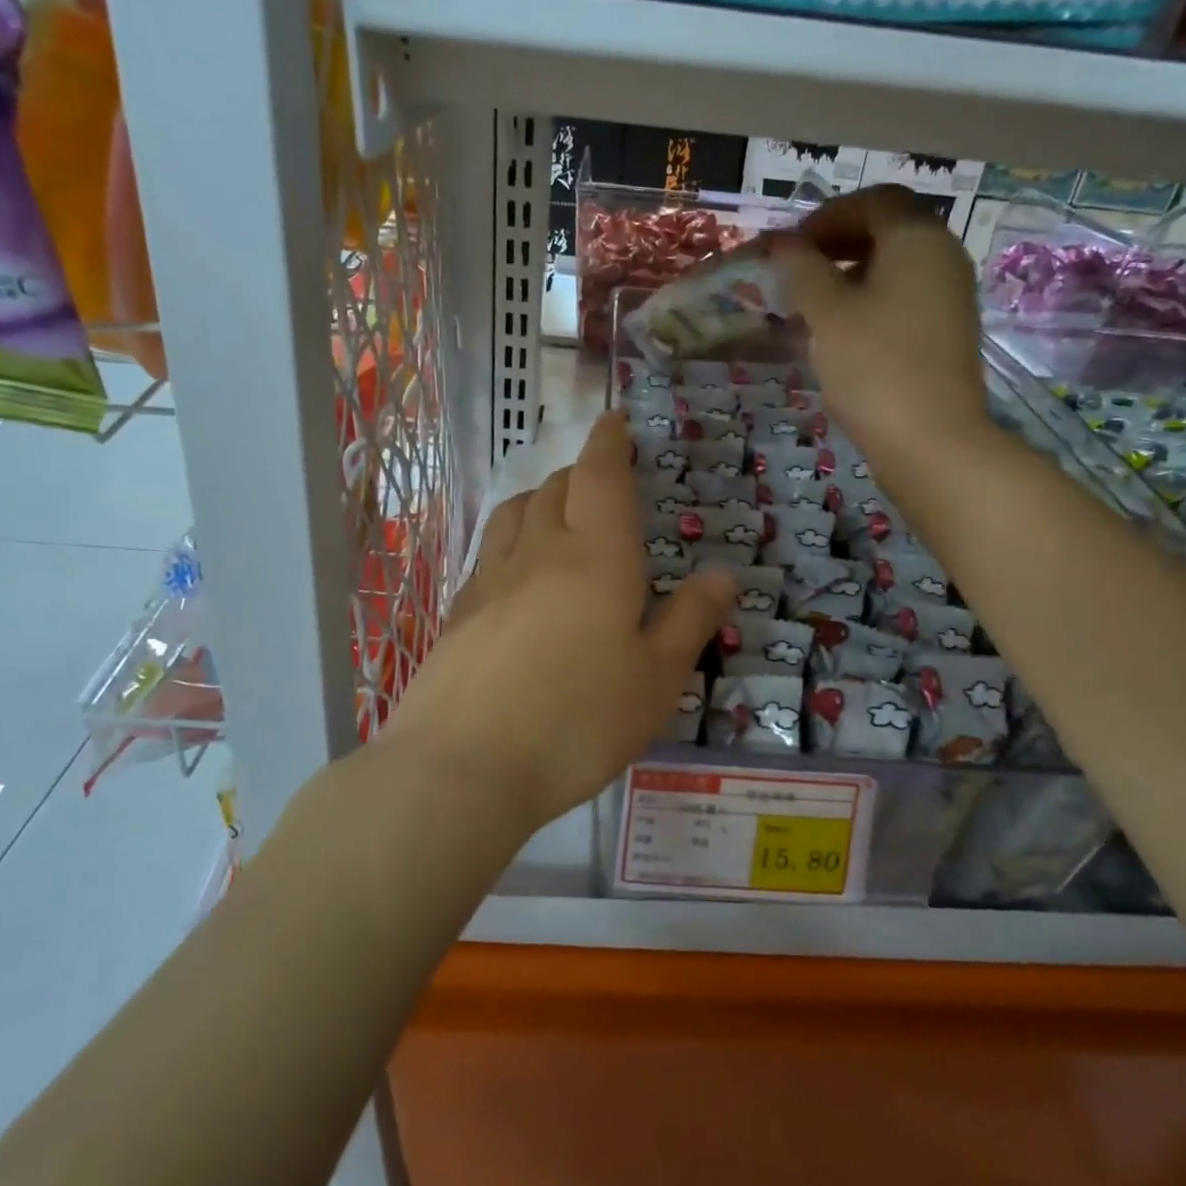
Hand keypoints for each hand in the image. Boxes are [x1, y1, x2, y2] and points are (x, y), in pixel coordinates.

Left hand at [393, 413, 735, 830]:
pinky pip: (491, 549)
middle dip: (582, 471)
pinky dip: (513, 535)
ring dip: (542, 496)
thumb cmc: (578, 721)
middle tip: (603, 480)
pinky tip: (519, 568)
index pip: (601, 476)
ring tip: (558, 510)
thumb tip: (724, 574)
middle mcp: (541, 551)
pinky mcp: (461, 609)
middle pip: (557, 486)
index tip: (614, 420)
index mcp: (597, 556)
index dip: (609, 442)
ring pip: (516, 511)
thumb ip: (691, 619)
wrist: (463, 766)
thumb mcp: (657, 679)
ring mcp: (492, 577)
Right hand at [771, 187, 991, 476]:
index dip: (827, 216)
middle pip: (888, 231)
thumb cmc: (873, 365)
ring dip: (850, 276)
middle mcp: (943, 256)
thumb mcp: (827, 312)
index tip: (791, 248)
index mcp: (918, 238)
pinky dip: (870, 302)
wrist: (930, 440)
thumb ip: (801, 268)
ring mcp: (950, 296)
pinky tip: (841, 334)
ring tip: (811, 307)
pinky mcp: (947, 332)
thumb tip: (781, 242)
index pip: (873, 201)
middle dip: (838, 244)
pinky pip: (904, 299)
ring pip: (895, 268)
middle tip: (798, 273)